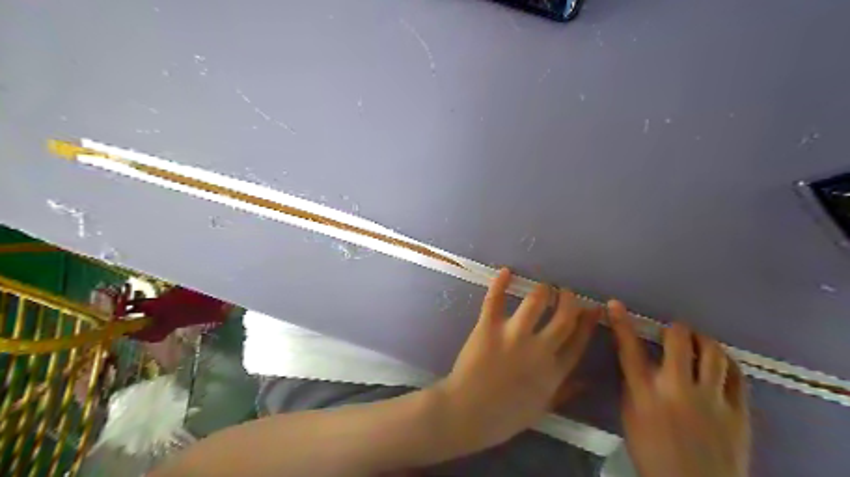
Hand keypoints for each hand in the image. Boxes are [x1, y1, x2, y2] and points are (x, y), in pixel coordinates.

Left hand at [434, 268, 599, 454]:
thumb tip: (587, 382)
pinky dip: (500, 283)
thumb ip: (565, 392)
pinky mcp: (488, 327)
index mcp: (553, 371)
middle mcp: (539, 350)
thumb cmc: (504, 416)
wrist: (468, 413)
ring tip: (543, 286)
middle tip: (565, 291)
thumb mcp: (542, 409)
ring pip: (535, 302)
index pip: (578, 340)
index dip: (588, 322)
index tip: (593, 307)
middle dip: (568, 300)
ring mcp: (513, 335)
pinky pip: (495, 300)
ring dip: (542, 290)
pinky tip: (506, 271)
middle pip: (563, 317)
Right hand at [612, 301, 748, 476]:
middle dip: (675, 330)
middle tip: (674, 332)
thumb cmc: (653, 452)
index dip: (621, 323)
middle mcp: (677, 390)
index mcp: (645, 394)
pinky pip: (737, 375)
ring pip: (712, 353)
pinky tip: (720, 361)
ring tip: (698, 342)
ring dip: (702, 341)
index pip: (629, 350)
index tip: (615, 304)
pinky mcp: (739, 412)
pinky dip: (727, 361)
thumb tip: (636, 360)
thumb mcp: (631, 417)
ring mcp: (712, 400)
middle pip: (678, 342)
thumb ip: (633, 385)